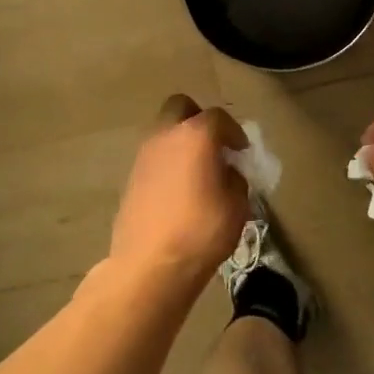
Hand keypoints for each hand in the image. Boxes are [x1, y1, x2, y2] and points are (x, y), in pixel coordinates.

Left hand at [110, 95, 249, 289]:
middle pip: (180, 108)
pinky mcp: (131, 178)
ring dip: (181, 143)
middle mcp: (165, 136)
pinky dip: (168, 164)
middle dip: (198, 120)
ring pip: (163, 133)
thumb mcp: (237, 206)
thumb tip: (226, 173)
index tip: (242, 151)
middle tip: (214, 146)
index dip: (234, 132)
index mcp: (195, 136)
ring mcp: (143, 156)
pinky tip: (179, 192)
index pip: (218, 117)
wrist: (149, 265)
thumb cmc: (202, 231)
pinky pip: (154, 159)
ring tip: (197, 172)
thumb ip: (235, 180)